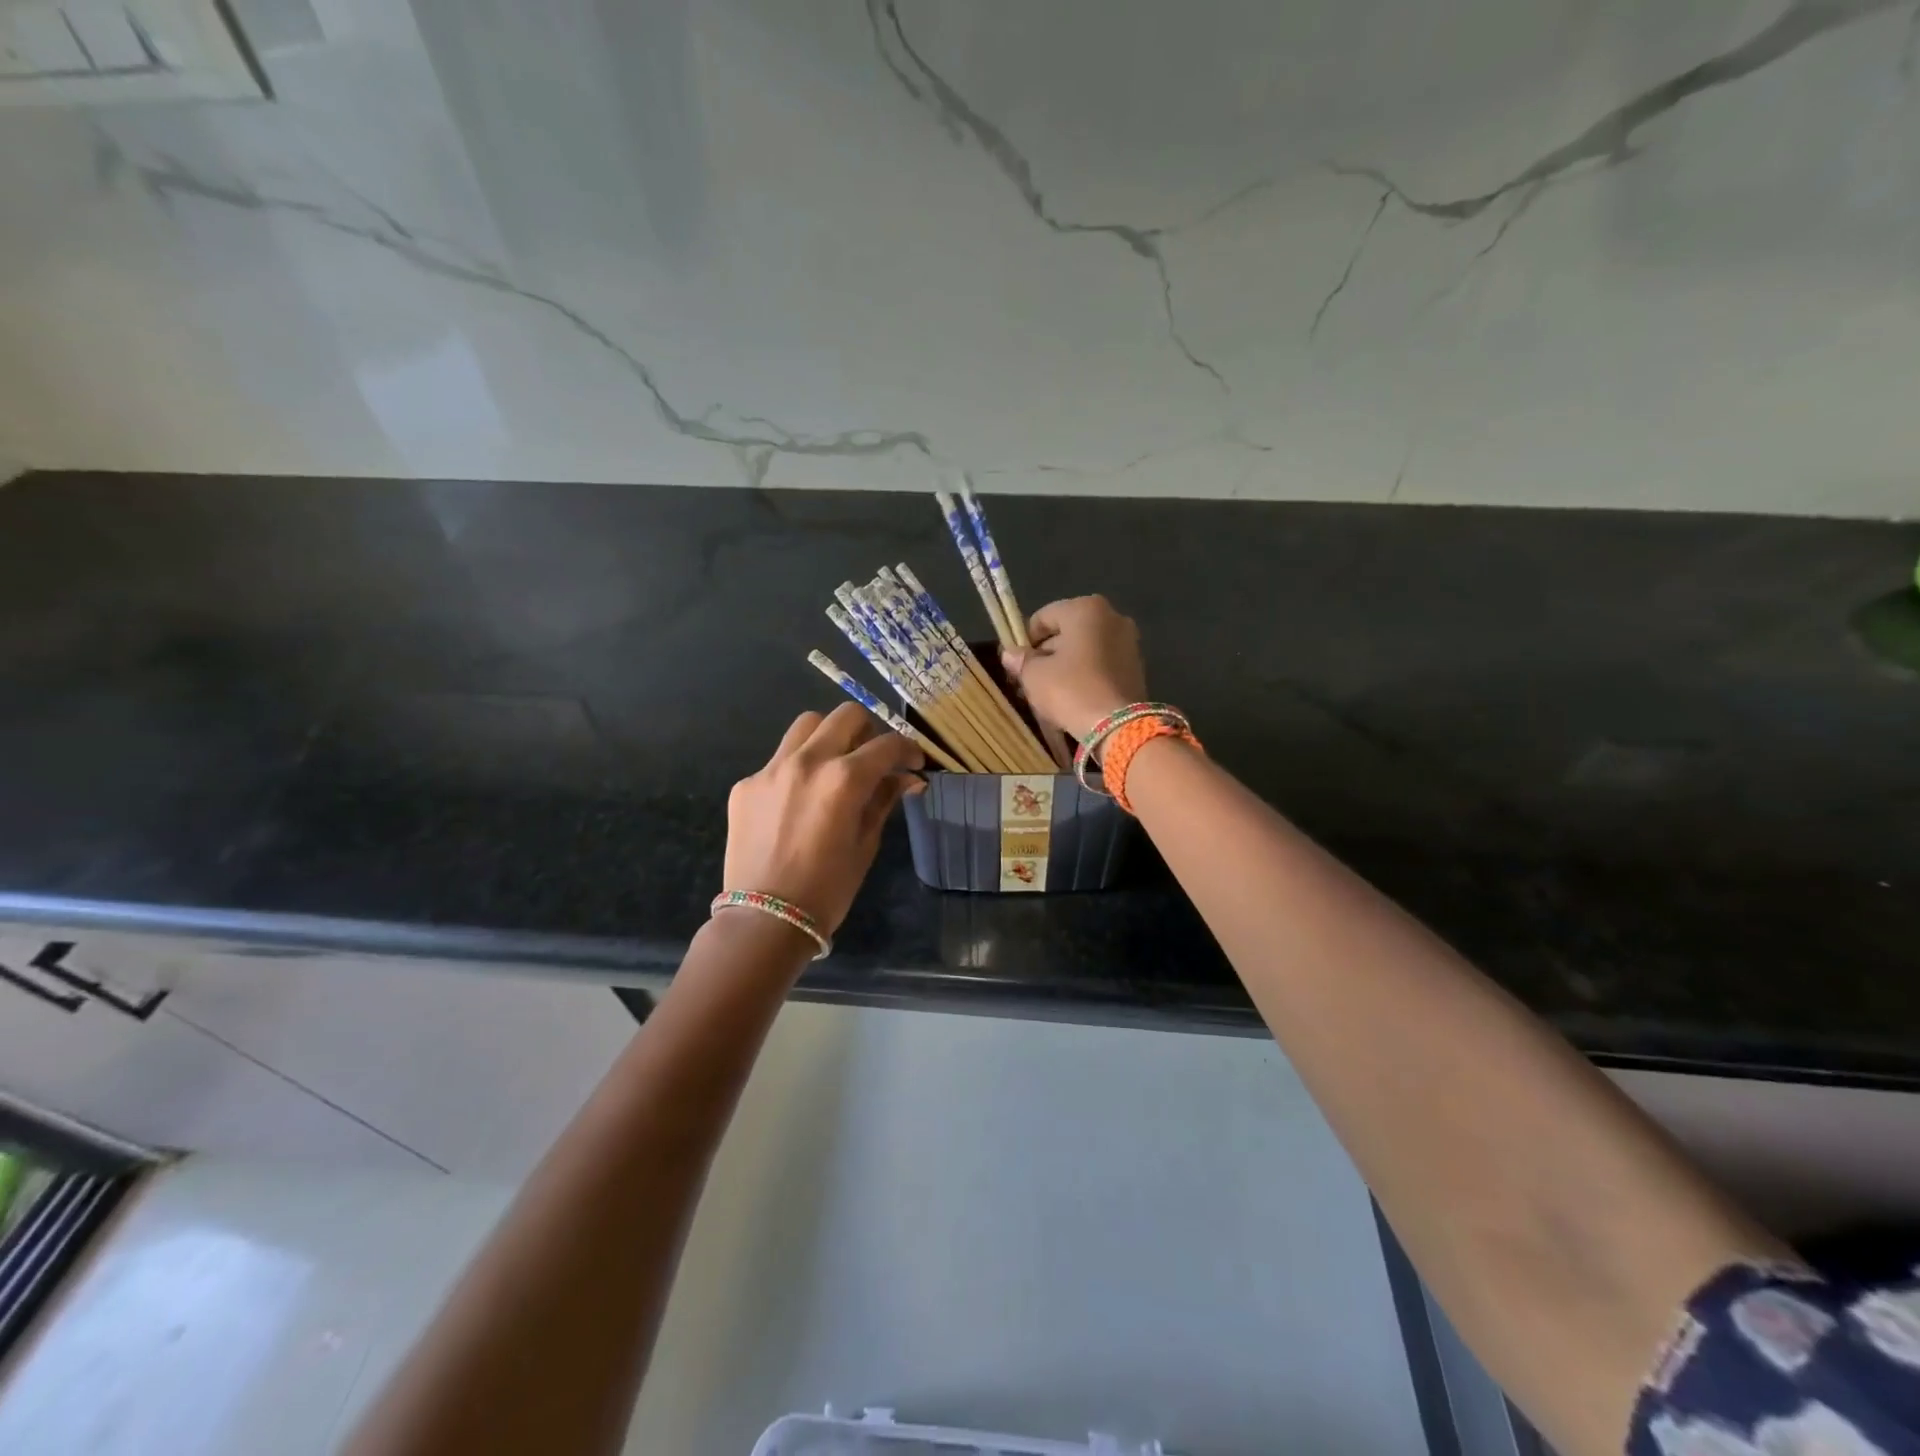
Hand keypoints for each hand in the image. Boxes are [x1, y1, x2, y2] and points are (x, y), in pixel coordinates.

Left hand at [723, 703, 924, 934]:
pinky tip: (798, 800)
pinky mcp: (747, 784)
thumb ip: (884, 800)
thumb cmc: (827, 889)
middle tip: (872, 758)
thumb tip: (907, 779)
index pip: (887, 745)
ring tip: (834, 765)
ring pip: (807, 726)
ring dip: (829, 737)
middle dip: (869, 731)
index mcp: (845, 778)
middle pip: (846, 716)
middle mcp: (808, 761)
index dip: (908, 749)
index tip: (913, 762)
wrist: (765, 918)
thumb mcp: (865, 844)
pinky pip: (778, 760)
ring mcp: (772, 769)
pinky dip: (797, 768)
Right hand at [1000, 595, 1147, 740]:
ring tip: (1049, 693)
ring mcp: (1128, 642)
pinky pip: (1101, 665)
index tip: (1017, 664)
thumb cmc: (1071, 690)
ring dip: (1065, 666)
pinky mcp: (1136, 667)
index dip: (1025, 640)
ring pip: (1084, 650)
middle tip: (1030, 680)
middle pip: (1066, 632)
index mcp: (1086, 609)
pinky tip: (1072, 697)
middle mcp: (1112, 617)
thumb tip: (1011, 654)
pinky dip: (1085, 675)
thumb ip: (1021, 660)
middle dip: (1046, 654)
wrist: (1118, 727)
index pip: (1043, 617)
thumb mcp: (1035, 675)